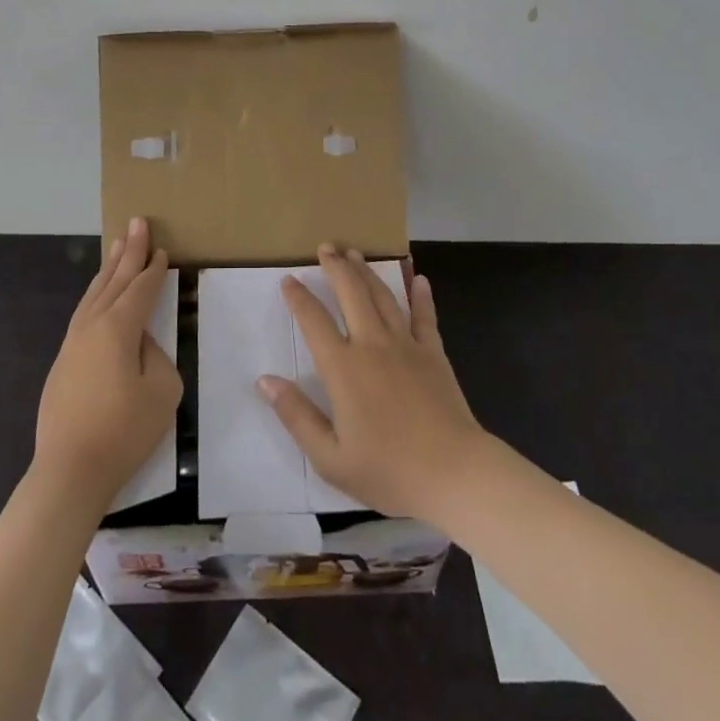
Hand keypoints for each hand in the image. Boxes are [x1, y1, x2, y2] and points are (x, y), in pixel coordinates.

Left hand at [33, 218, 181, 504]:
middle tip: (137, 222)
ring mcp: (73, 342)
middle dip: (129, 251)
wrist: (69, 471)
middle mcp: (92, 325)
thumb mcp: (162, 392)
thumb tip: (141, 342)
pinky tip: (100, 292)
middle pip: (115, 280)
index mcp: (119, 328)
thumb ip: (157, 355)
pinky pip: (84, 311)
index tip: (162, 249)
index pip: (141, 289)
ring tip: (118, 244)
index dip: (154, 269)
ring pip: (95, 293)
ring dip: (110, 267)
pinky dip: (96, 292)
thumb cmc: (123, 432)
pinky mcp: (63, 361)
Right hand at [259, 244, 489, 519]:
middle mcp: (372, 345)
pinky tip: (418, 279)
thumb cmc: (389, 471)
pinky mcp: (433, 353)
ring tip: (355, 253)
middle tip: (326, 246)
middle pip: (351, 294)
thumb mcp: (331, 458)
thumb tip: (265, 380)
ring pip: (383, 297)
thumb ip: (297, 416)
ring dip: (367, 273)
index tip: (289, 279)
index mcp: (343, 369)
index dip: (299, 298)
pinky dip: (421, 296)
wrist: (454, 474)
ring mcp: (406, 345)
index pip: (314, 322)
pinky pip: (425, 317)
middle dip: (336, 267)